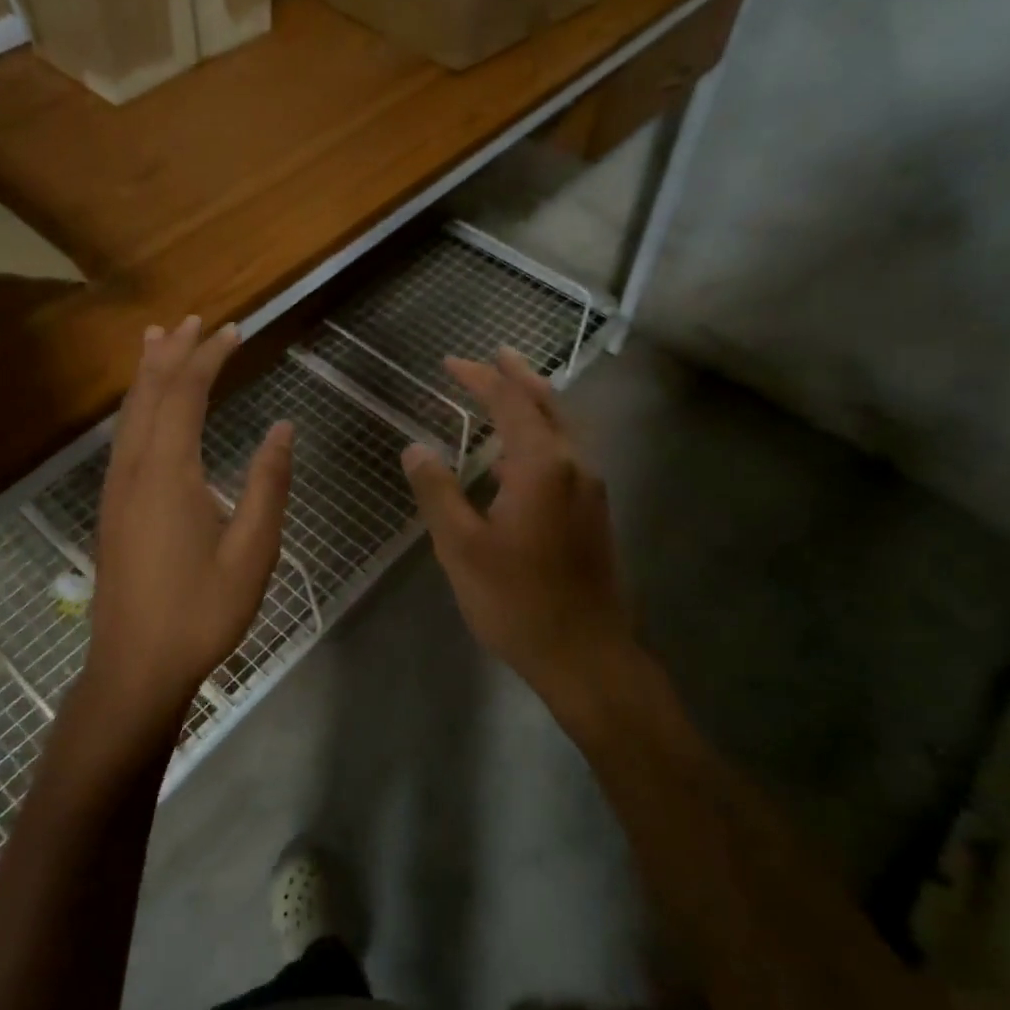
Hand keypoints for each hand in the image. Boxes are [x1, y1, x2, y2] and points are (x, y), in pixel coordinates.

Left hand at [83, 317, 292, 724]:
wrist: (135, 666)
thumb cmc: (201, 611)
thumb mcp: (252, 550)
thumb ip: (268, 484)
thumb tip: (283, 429)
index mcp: (169, 472)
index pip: (186, 394)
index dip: (209, 357)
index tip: (234, 330)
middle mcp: (135, 468)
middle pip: (150, 393)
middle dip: (174, 352)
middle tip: (196, 320)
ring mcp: (118, 488)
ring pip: (130, 413)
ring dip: (149, 373)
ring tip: (160, 340)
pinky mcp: (114, 508)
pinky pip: (125, 436)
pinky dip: (139, 405)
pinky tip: (147, 410)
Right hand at [402, 348, 634, 729]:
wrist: (585, 654)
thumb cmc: (516, 600)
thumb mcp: (460, 547)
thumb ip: (437, 491)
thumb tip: (415, 447)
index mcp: (542, 466)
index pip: (510, 403)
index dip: (480, 378)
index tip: (451, 362)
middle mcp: (575, 465)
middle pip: (548, 404)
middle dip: (518, 376)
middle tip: (494, 355)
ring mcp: (591, 489)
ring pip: (564, 428)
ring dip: (534, 402)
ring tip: (508, 389)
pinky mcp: (594, 512)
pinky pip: (568, 452)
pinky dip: (543, 433)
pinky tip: (522, 452)